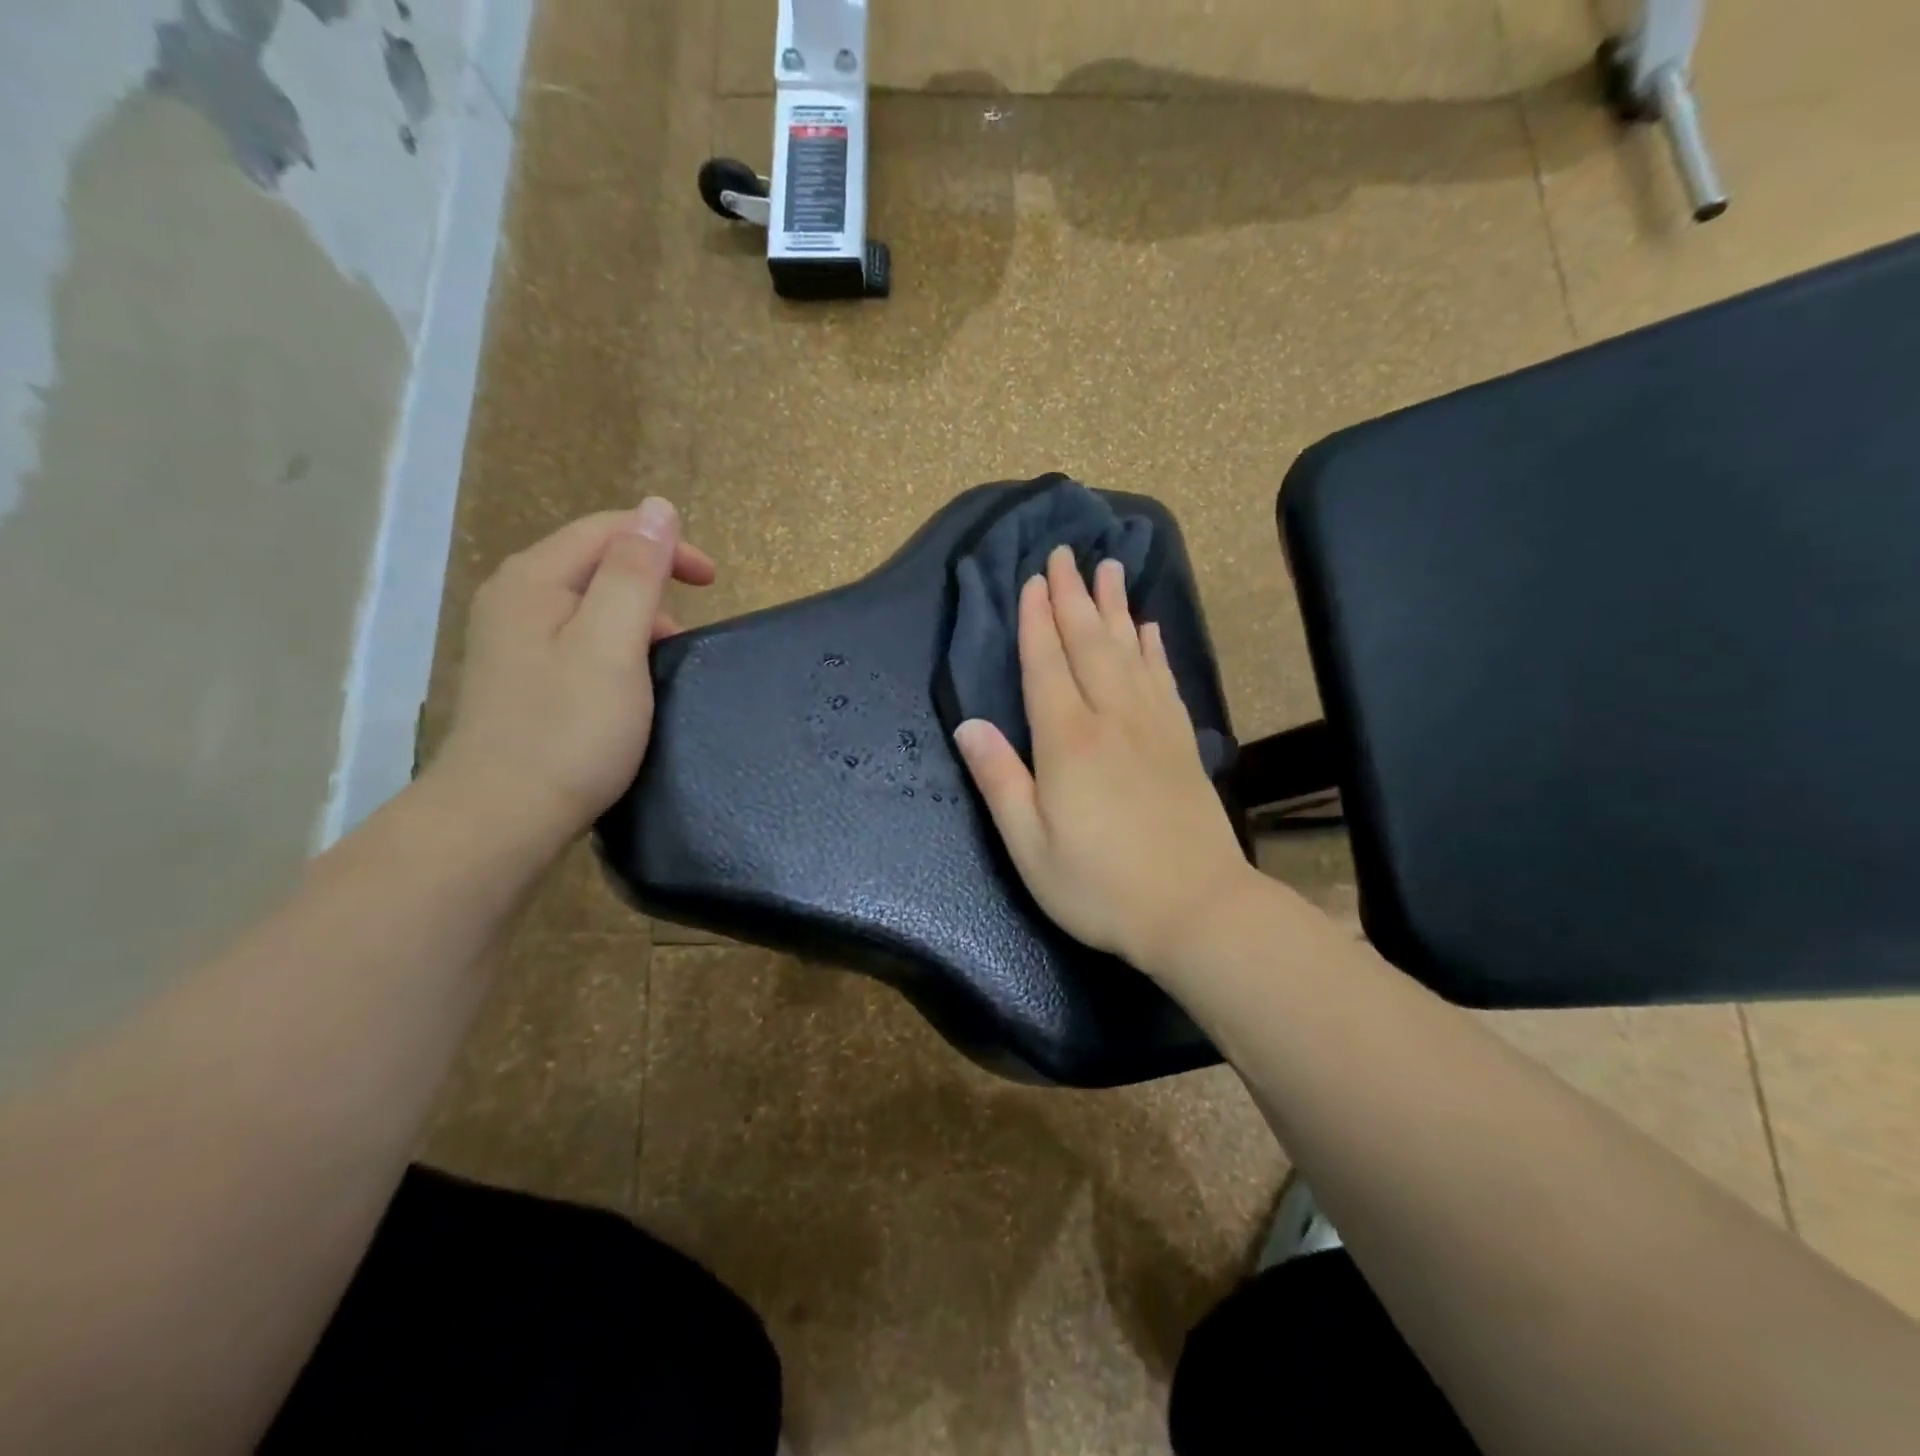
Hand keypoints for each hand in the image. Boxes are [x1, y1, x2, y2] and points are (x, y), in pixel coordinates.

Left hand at [433, 500, 714, 841]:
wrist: (502, 816)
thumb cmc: (569, 729)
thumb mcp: (613, 644)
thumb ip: (636, 573)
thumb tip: (658, 508)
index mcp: (534, 580)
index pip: (607, 530)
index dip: (664, 543)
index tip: (713, 582)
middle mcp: (514, 598)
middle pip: (594, 562)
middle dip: (652, 579)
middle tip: (692, 624)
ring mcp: (511, 640)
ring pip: (587, 603)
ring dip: (636, 615)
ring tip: (667, 656)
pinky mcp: (520, 677)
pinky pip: (577, 637)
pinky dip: (615, 644)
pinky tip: (630, 681)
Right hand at [952, 545, 1258, 974]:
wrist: (1197, 909)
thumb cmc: (1100, 886)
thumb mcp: (1030, 846)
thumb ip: (999, 780)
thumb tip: (967, 726)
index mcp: (1068, 741)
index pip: (1047, 665)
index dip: (1037, 621)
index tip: (1033, 580)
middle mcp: (1112, 719)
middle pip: (1090, 644)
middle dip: (1074, 596)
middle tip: (1066, 553)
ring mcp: (1153, 728)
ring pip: (1131, 651)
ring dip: (1116, 607)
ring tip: (1110, 568)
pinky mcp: (1182, 743)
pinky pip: (1164, 680)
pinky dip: (1155, 649)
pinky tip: (1151, 630)